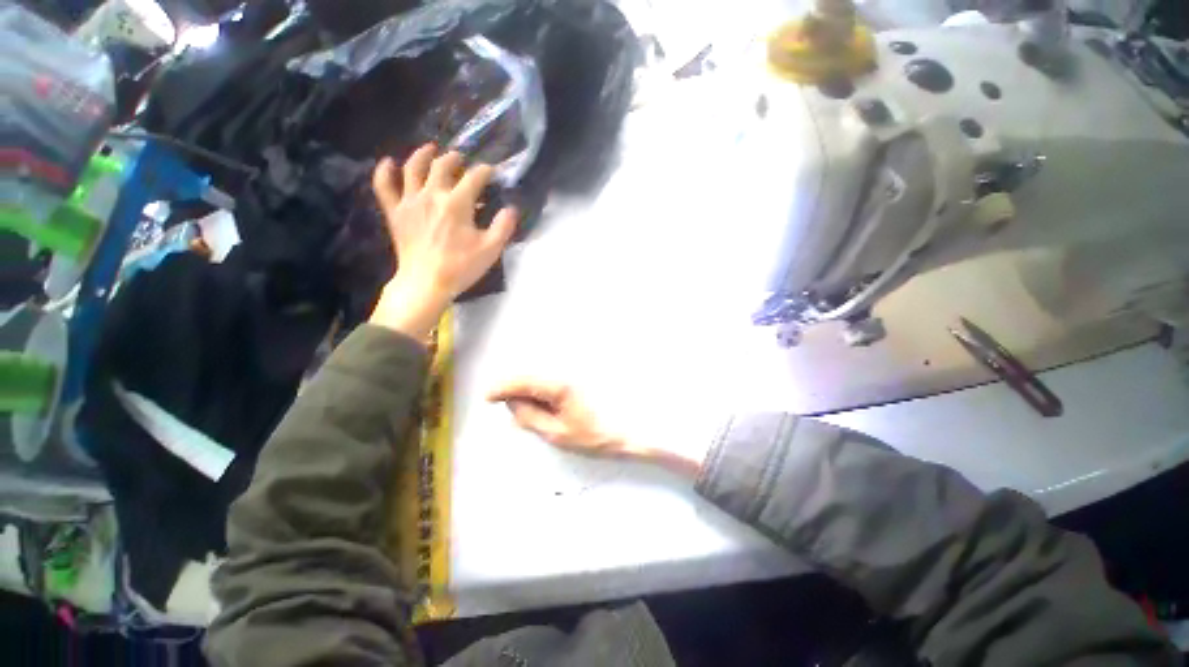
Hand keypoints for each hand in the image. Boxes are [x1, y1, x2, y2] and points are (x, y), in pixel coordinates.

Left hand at [369, 144, 517, 339]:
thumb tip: (511, 209)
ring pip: (412, 168)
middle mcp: (432, 195)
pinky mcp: (395, 212)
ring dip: (422, 155)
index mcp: (457, 203)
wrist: (426, 283)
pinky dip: (384, 172)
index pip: (474, 177)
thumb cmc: (461, 267)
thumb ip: (503, 226)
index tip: (493, 171)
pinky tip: (388, 162)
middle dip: (455, 159)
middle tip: (462, 159)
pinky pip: (384, 186)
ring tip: (430, 149)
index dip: (486, 170)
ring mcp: (410, 201)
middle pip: (442, 166)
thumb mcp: (491, 249)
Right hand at [487, 380, 702, 476]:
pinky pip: (556, 370)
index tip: (488, 397)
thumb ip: (529, 417)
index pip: (518, 379)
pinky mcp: (584, 367)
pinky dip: (548, 383)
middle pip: (528, 371)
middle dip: (517, 389)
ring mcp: (576, 364)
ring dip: (533, 386)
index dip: (499, 388)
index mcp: (557, 381)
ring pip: (542, 370)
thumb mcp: (559, 433)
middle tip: (521, 410)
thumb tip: (512, 403)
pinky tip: (556, 399)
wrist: (639, 423)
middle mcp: (565, 365)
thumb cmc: (600, 433)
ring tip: (543, 408)